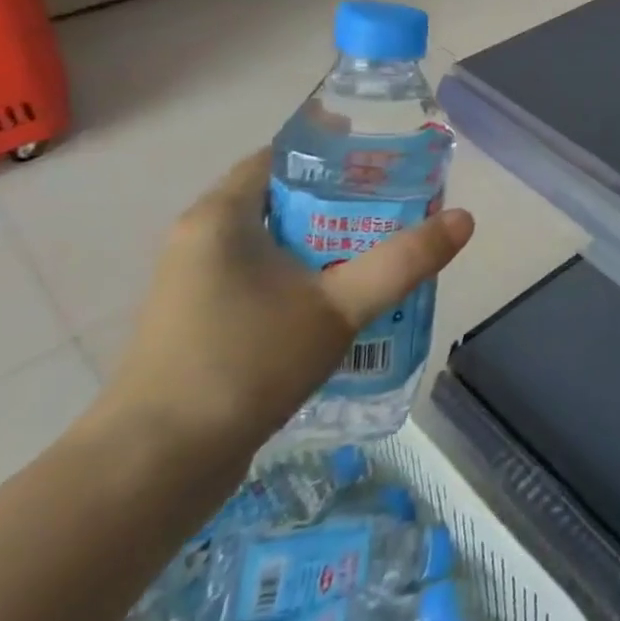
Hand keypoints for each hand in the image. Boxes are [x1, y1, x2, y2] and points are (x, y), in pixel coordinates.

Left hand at [98, 151, 474, 464]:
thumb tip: (464, 219)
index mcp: (222, 217)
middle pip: (286, 199)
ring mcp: (198, 284)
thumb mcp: (339, 307)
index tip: (389, 161)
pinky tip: (346, 300)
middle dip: (346, 201)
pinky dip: (306, 277)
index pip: (284, 156)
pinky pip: (265, 278)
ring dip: (329, 243)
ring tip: (387, 249)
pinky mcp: (202, 323)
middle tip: (403, 207)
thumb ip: (403, 261)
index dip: (338, 152)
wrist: (154, 468)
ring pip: (277, 243)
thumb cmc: (244, 364)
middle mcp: (203, 240)